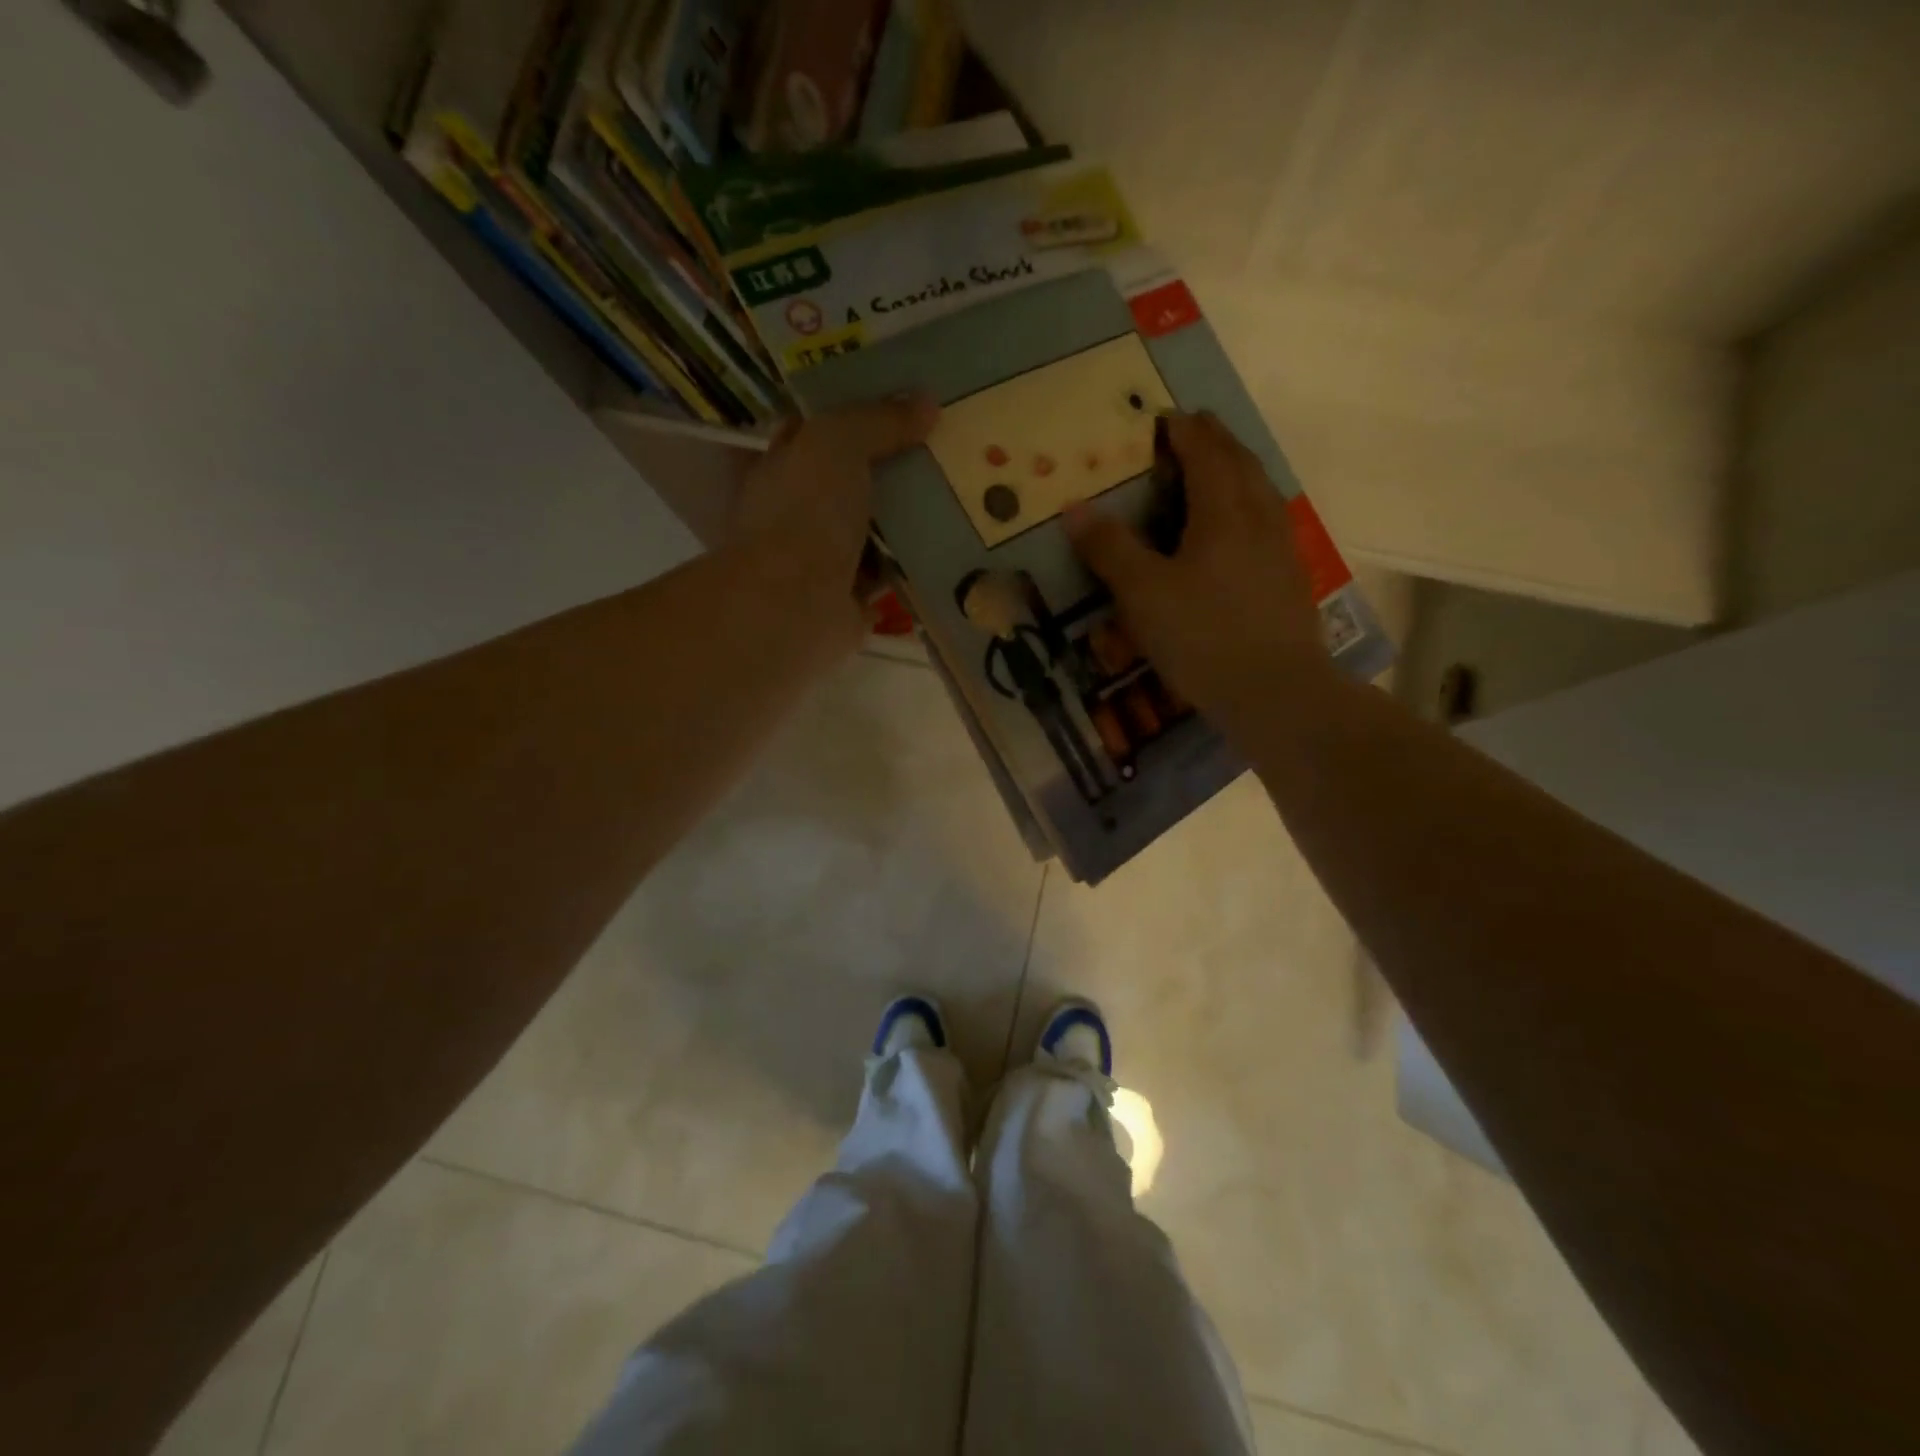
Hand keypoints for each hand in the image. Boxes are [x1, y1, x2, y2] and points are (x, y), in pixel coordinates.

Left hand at [727, 398, 938, 632]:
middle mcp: (802, 510)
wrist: (797, 604)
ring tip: (964, 492)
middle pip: (855, 479)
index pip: (821, 431)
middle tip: (950, 445)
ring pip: (877, 527)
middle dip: (896, 464)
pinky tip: (955, 544)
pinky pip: (893, 571)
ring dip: (912, 515)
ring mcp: (827, 556)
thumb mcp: (837, 443)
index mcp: (786, 467)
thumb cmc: (805, 513)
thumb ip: (878, 420)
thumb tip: (927, 403)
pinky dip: (917, 562)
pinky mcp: (855, 596)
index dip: (859, 414)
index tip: (907, 403)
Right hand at [1064, 412, 1328, 735]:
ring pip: (1262, 491)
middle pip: (1240, 463)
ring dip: (1240, 468)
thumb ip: (1110, 548)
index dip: (1183, 432)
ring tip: (1221, 467)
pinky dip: (1252, 504)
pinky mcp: (1290, 580)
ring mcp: (1281, 549)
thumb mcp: (1142, 594)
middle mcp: (1258, 518)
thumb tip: (1075, 509)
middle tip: (1196, 428)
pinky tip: (1244, 529)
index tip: (1165, 418)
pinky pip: (1270, 522)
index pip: (1204, 454)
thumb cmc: (1202, 636)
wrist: (1275, 691)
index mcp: (1223, 512)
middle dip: (1216, 440)